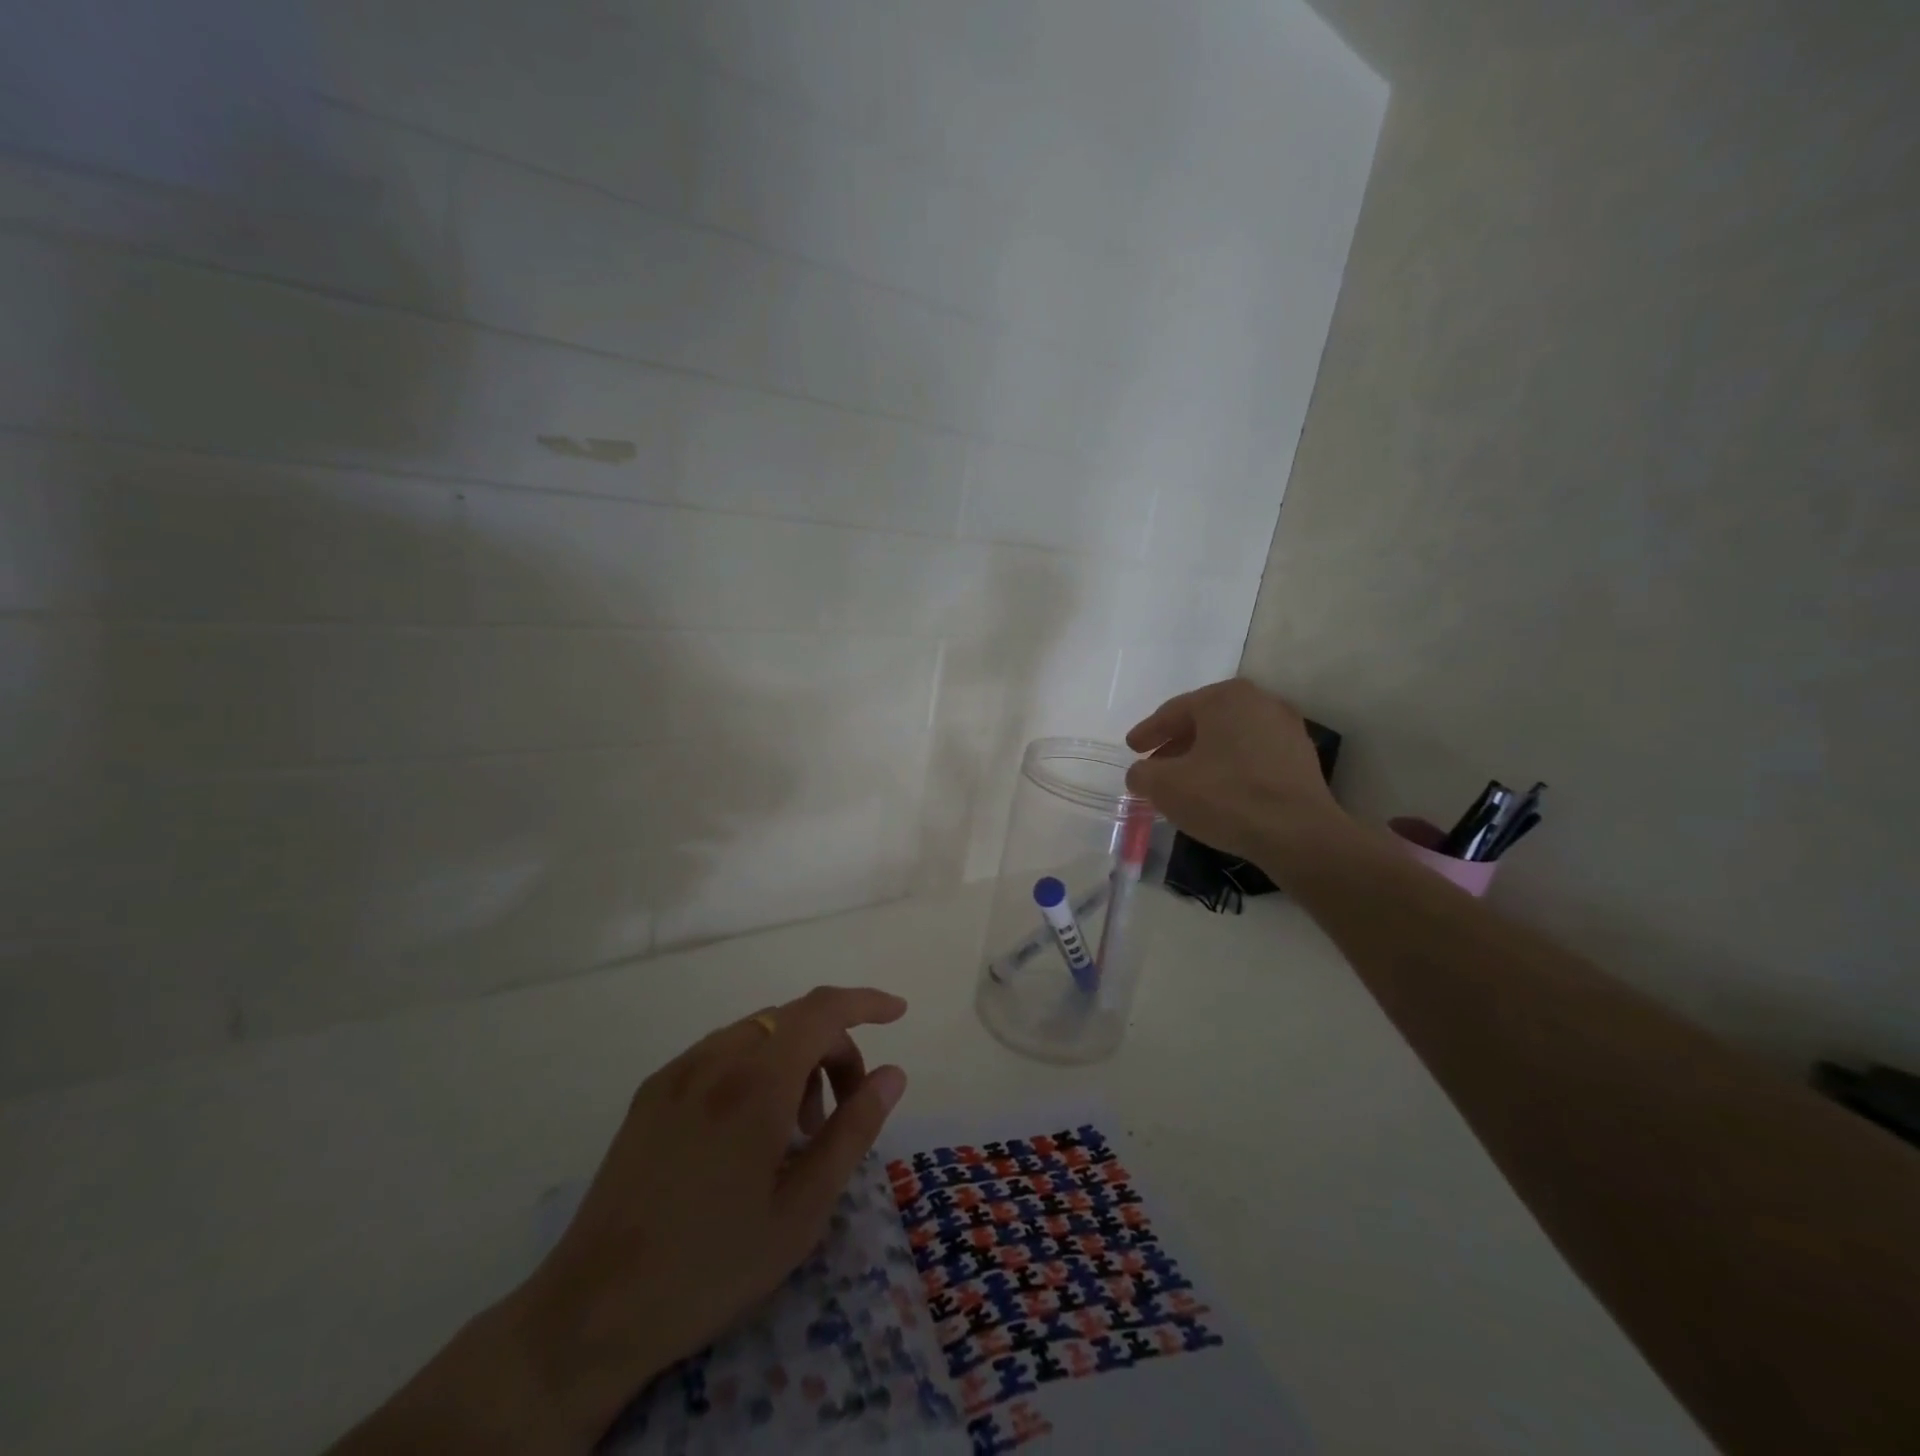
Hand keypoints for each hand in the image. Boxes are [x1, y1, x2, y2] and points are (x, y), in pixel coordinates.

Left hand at [507, 986, 909, 1445]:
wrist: (593, 1310)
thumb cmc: (713, 1264)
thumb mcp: (803, 1209)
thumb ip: (854, 1130)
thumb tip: (892, 1073)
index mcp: (756, 1082)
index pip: (823, 1010)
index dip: (866, 1002)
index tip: (898, 1012)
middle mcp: (715, 1058)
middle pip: (793, 1020)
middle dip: (833, 1047)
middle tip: (843, 1109)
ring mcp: (678, 1071)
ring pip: (757, 1033)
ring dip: (794, 1058)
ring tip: (796, 1128)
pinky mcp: (652, 1091)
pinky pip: (721, 1052)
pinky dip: (755, 1066)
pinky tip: (749, 1127)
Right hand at [1126, 679, 1350, 866]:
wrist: (1298, 835)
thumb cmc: (1226, 798)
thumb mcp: (1165, 786)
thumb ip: (1142, 774)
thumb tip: (1142, 774)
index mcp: (1225, 697)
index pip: (1174, 711)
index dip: (1148, 732)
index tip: (1132, 748)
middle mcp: (1259, 701)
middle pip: (1204, 721)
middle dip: (1176, 744)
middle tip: (1155, 765)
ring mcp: (1287, 728)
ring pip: (1230, 738)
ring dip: (1204, 757)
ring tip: (1185, 782)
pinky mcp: (1302, 758)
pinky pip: (1254, 756)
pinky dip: (1231, 768)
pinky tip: (1219, 791)